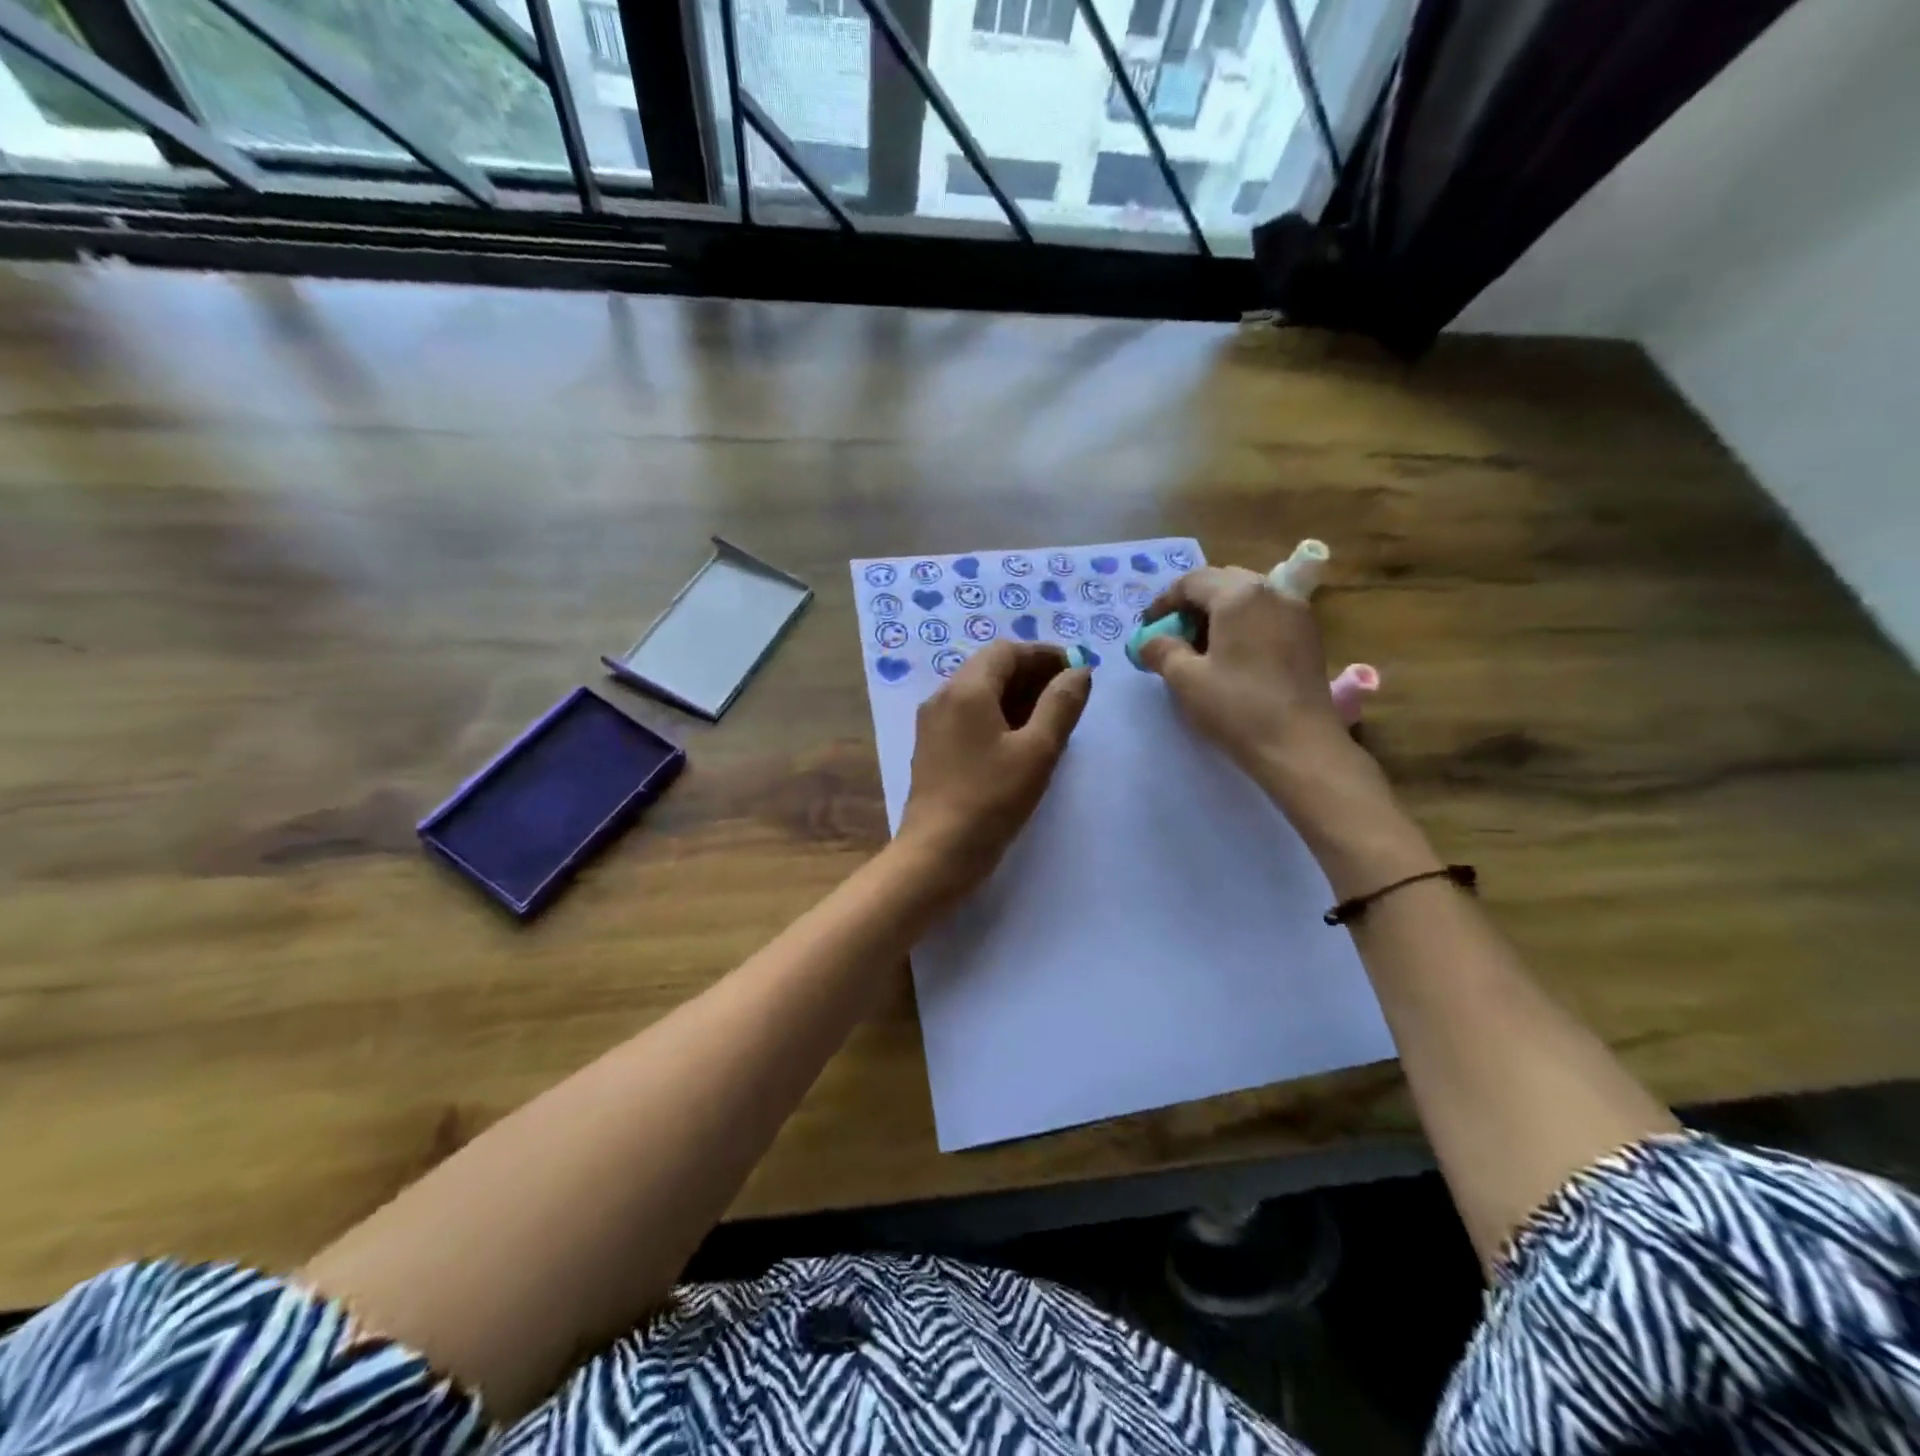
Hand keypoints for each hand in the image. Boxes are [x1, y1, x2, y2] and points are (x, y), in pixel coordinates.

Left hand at [896, 641, 1090, 897]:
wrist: (937, 853)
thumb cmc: (991, 799)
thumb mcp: (1037, 751)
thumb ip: (1060, 705)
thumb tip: (1078, 671)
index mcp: (966, 689)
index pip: (1006, 651)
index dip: (1043, 654)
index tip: (1075, 668)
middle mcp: (942, 697)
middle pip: (990, 668)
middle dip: (1031, 674)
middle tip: (1068, 692)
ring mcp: (933, 723)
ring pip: (978, 693)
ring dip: (1015, 695)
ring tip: (1051, 717)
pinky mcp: (932, 748)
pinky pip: (968, 716)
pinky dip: (997, 715)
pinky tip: (1021, 739)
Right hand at [1138, 566, 1389, 818]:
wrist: (1299, 745)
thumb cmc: (1237, 707)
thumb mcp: (1186, 679)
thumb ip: (1162, 650)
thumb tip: (1149, 641)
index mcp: (1239, 595)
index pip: (1192, 581)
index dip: (1164, 601)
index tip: (1148, 626)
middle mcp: (1272, 592)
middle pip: (1223, 582)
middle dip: (1194, 603)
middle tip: (1174, 632)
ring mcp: (1297, 612)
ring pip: (1248, 598)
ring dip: (1220, 613)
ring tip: (1201, 646)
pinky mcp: (1309, 636)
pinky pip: (1268, 615)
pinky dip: (1244, 625)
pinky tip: (1232, 655)